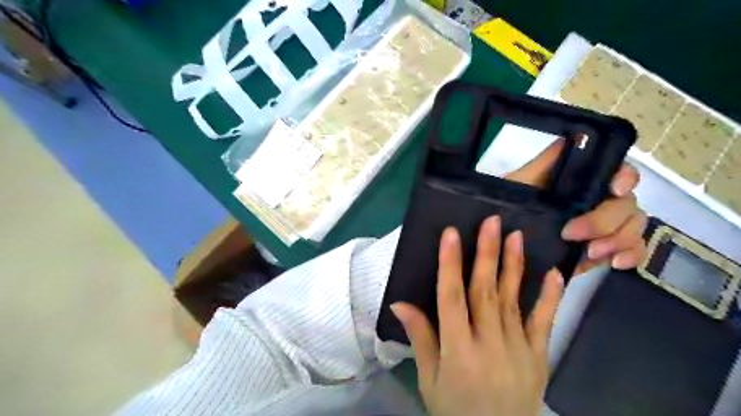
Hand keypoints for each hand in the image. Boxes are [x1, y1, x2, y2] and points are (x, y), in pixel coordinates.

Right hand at [394, 218, 562, 415]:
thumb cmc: (454, 409)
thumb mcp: (429, 379)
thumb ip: (420, 338)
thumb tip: (399, 302)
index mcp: (458, 351)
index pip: (451, 299)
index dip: (450, 264)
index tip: (451, 233)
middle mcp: (489, 344)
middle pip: (485, 292)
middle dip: (487, 254)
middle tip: (491, 222)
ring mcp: (518, 349)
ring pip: (513, 299)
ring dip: (514, 265)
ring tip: (515, 235)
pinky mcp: (538, 355)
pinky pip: (544, 322)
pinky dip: (550, 297)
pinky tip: (554, 272)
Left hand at [506, 139, 645, 275]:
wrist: (503, 239)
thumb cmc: (509, 205)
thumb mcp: (519, 182)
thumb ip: (545, 162)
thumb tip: (574, 136)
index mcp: (580, 181)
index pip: (616, 170)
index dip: (624, 177)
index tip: (614, 189)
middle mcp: (598, 199)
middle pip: (626, 203)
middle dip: (604, 220)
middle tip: (572, 234)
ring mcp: (605, 225)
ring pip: (633, 226)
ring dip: (618, 239)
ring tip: (591, 252)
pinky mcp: (605, 247)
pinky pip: (633, 249)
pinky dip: (631, 255)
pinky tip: (614, 263)